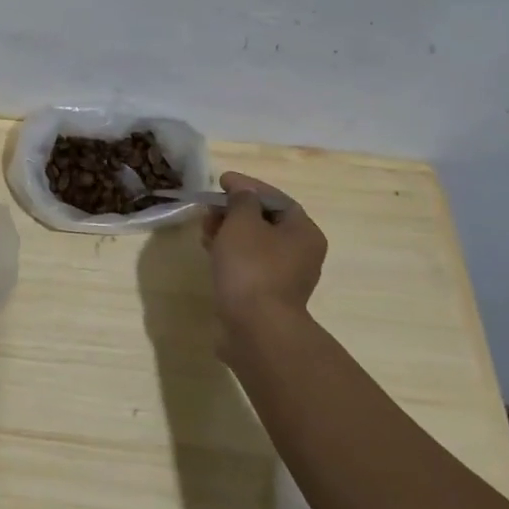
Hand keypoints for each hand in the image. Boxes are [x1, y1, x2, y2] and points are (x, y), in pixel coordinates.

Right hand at [200, 171, 326, 356]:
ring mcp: (285, 277)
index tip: (220, 180)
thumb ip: (242, 200)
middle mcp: (301, 253)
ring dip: (229, 232)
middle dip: (234, 210)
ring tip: (204, 230)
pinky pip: (248, 264)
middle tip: (209, 208)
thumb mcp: (242, 222)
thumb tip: (243, 193)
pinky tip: (211, 253)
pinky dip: (230, 253)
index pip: (275, 198)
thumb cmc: (252, 267)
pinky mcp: (267, 295)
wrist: (256, 328)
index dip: (247, 186)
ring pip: (254, 243)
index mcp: (303, 232)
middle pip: (265, 220)